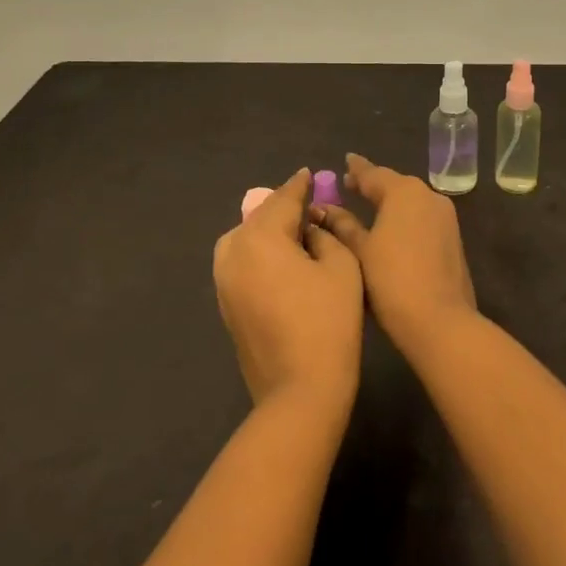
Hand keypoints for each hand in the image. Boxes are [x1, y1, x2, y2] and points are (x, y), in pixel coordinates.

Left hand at [213, 168, 363, 415]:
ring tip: (298, 233)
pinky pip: (243, 262)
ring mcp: (223, 279)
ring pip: (248, 239)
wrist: (298, 392)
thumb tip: (308, 228)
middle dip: (284, 209)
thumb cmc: (327, 323)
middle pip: (261, 217)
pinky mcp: (225, 303)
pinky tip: (283, 261)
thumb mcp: (341, 266)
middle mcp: (233, 250)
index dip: (300, 186)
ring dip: (270, 232)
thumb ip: (325, 235)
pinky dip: (261, 254)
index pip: (283, 199)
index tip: (309, 174)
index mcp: (259, 236)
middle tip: (310, 206)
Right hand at [312, 153, 477, 355]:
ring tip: (369, 207)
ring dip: (390, 201)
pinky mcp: (453, 237)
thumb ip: (342, 225)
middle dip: (373, 185)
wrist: (441, 321)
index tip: (345, 161)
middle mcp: (428, 195)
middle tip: (351, 186)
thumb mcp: (359, 251)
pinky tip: (392, 228)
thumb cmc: (391, 281)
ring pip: (411, 201)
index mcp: (403, 192)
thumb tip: (324, 207)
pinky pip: (423, 217)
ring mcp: (445, 216)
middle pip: (395, 184)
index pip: (373, 173)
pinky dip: (405, 217)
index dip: (356, 169)